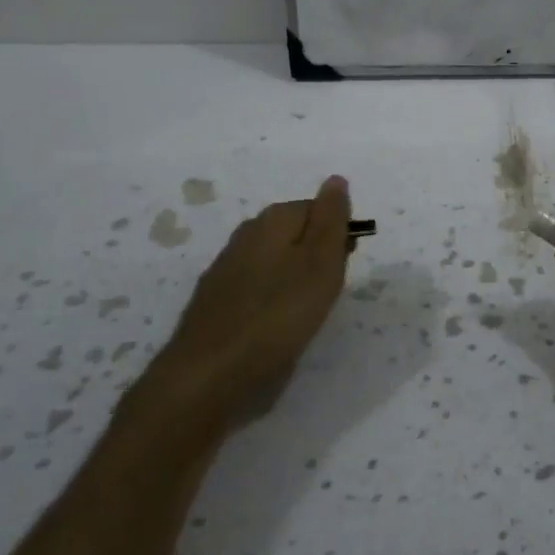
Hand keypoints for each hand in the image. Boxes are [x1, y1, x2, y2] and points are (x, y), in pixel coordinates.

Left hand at [142, 176, 352, 428]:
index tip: (346, 265)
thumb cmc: (278, 316)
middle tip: (330, 290)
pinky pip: (257, 285)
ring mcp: (226, 268)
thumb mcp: (320, 263)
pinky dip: (273, 297)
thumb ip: (331, 220)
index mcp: (272, 220)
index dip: (338, 233)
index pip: (318, 208)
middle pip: (295, 232)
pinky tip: (277, 322)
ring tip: (308, 309)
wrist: (208, 374)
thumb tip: (336, 179)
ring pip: (276, 259)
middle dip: (318, 254)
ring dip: (296, 277)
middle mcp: (246, 235)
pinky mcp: (216, 300)